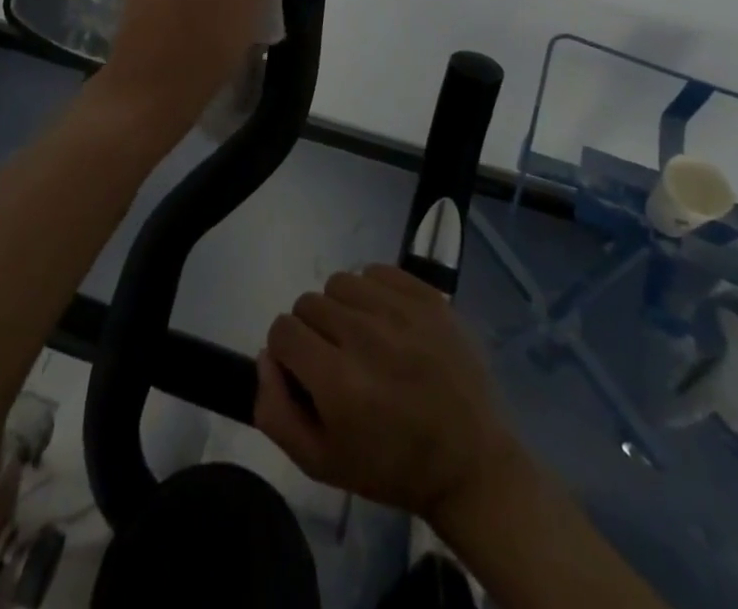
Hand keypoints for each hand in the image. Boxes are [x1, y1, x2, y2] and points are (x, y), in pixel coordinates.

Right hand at [253, 264, 529, 527]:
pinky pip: (376, 271)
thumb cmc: (392, 467)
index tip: (306, 371)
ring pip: (340, 282)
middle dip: (313, 331)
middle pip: (308, 303)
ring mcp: (400, 311)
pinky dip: (372, 291)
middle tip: (337, 359)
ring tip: (362, 338)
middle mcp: (366, 337)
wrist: (471, 462)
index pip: (283, 330)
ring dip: (341, 307)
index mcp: (338, 382)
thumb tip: (265, 355)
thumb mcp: (321, 463)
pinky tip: (385, 321)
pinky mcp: (427, 297)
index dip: (287, 352)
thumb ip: (275, 411)